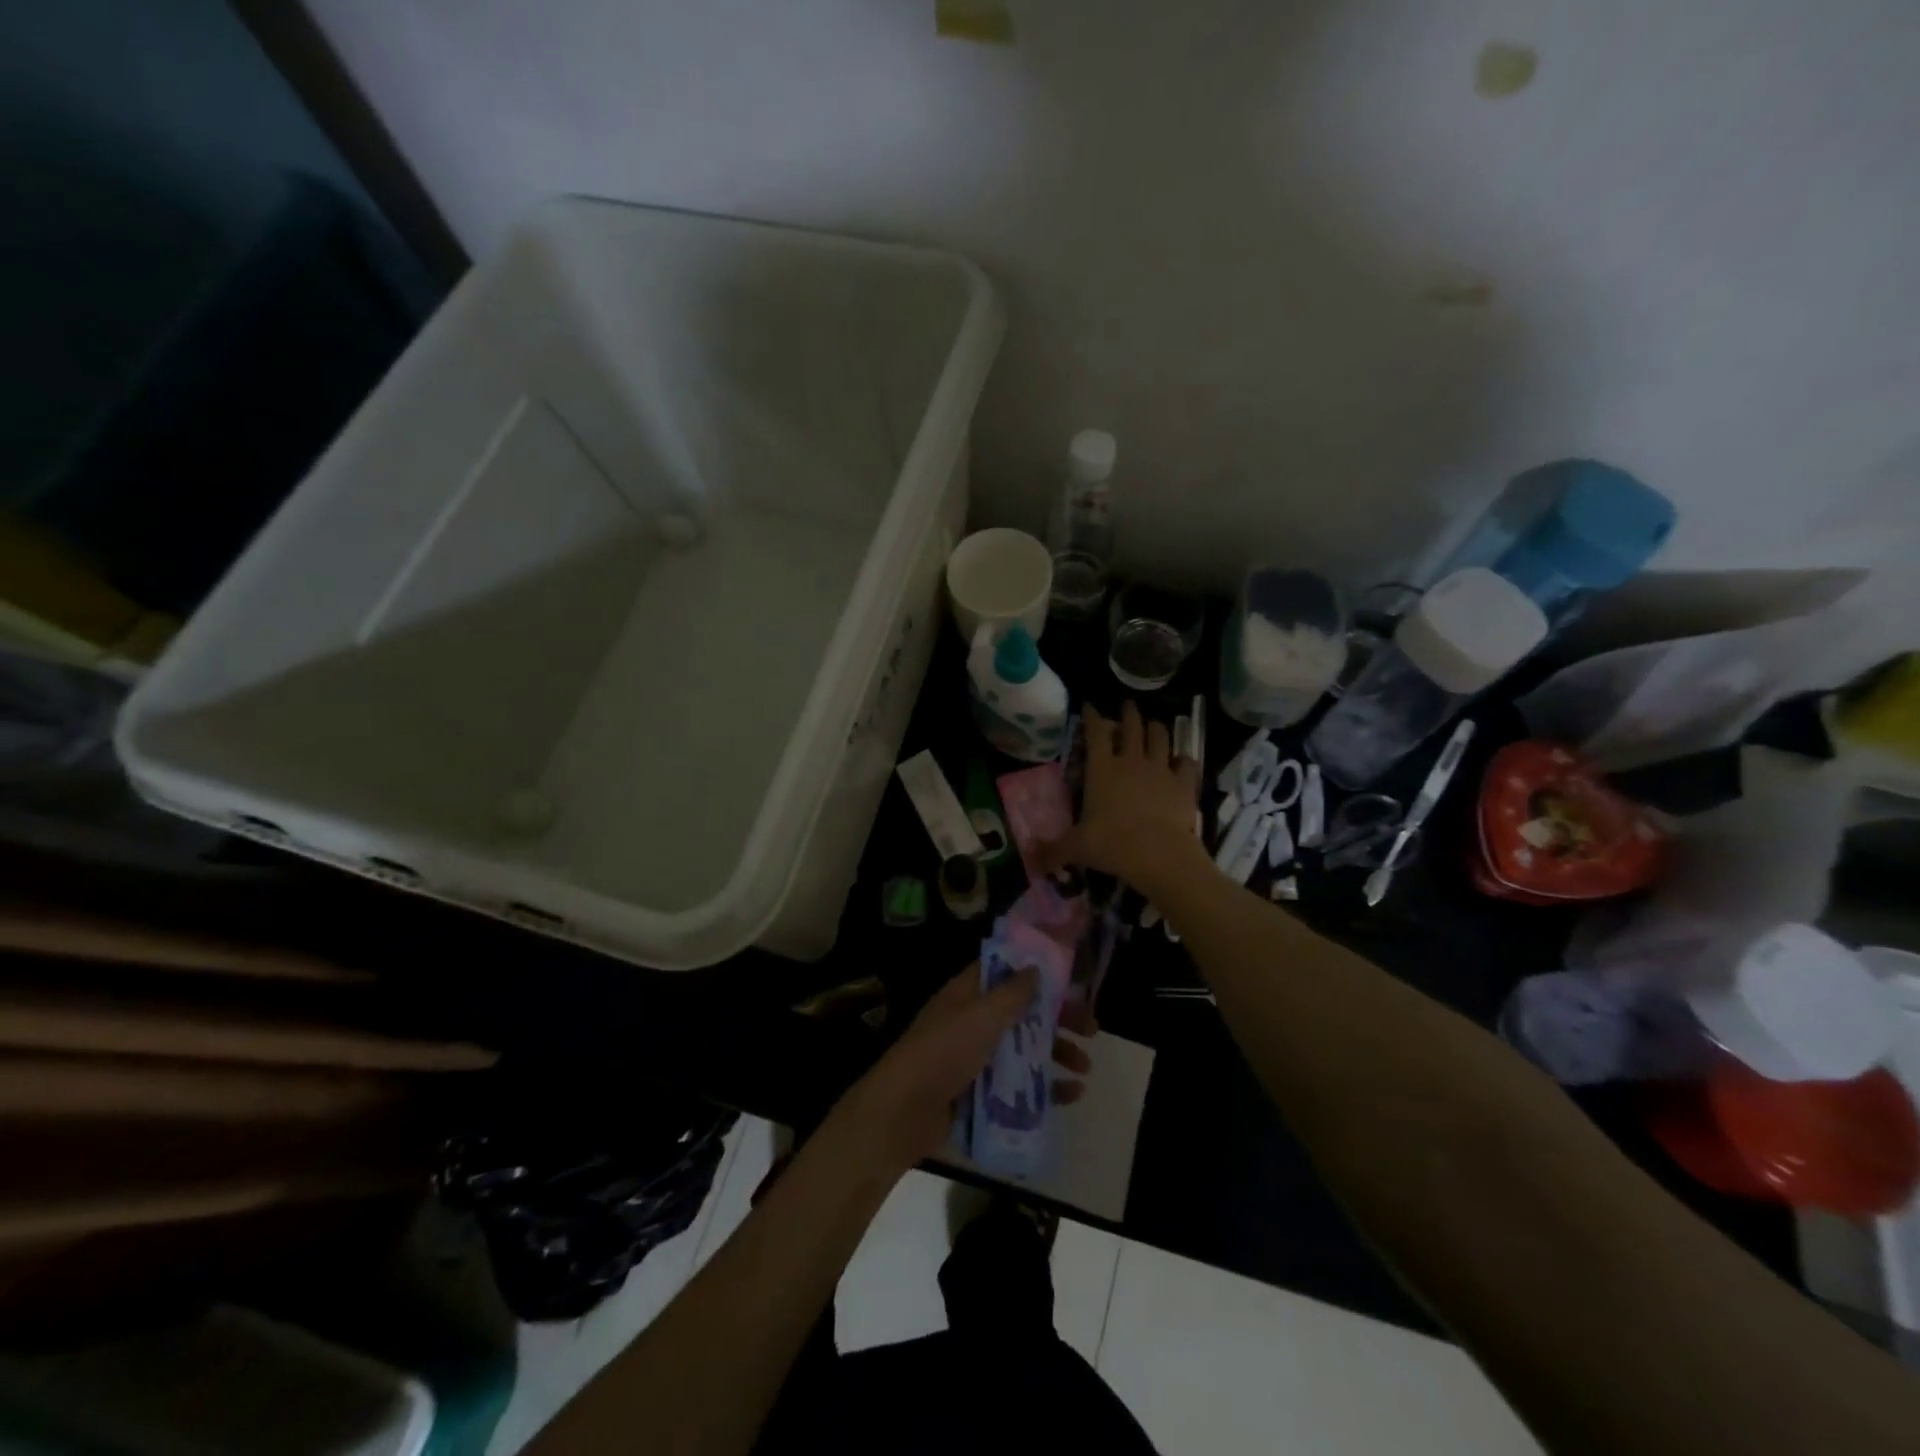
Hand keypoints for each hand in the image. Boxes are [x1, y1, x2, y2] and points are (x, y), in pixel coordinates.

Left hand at [839, 965, 1094, 1172]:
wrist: (902, 1113)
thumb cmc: (943, 1052)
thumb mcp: (980, 1016)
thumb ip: (1012, 993)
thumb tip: (1036, 966)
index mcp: (968, 994)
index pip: (1006, 971)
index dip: (1038, 970)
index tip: (1072, 978)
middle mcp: (973, 1020)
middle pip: (1023, 1011)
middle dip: (1058, 1018)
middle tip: (1092, 1029)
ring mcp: (976, 1057)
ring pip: (1024, 1048)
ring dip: (1056, 1053)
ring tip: (1085, 1068)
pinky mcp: (979, 1092)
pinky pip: (1019, 1085)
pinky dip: (1045, 1087)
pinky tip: (1071, 1095)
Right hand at [1042, 702, 1201, 890]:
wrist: (1159, 854)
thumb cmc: (1112, 844)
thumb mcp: (1076, 848)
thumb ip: (1054, 851)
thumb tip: (1032, 863)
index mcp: (1102, 769)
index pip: (1095, 733)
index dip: (1092, 717)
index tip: (1090, 706)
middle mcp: (1132, 762)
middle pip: (1132, 727)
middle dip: (1128, 713)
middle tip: (1127, 705)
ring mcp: (1160, 770)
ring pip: (1160, 738)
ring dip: (1156, 729)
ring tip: (1154, 725)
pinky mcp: (1184, 784)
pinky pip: (1187, 764)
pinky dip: (1183, 760)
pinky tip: (1182, 761)